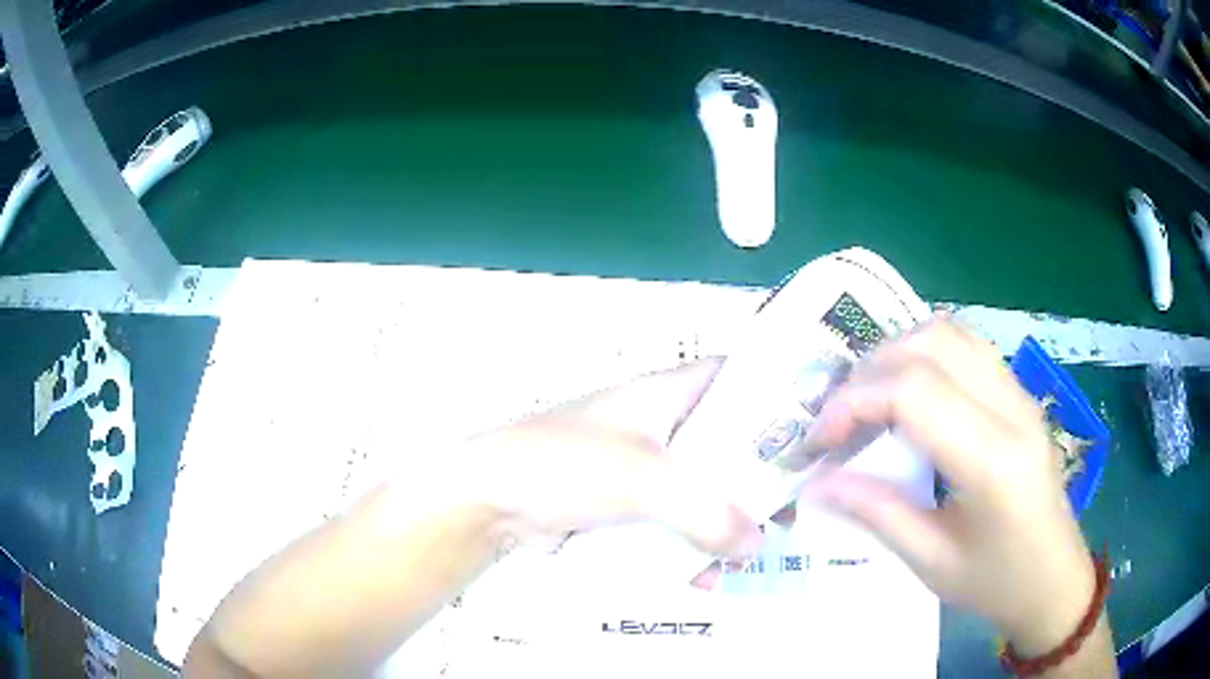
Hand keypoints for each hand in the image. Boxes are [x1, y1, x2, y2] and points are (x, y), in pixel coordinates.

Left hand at [465, 358, 762, 558]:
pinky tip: (705, 576)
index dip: (773, 393)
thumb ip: (706, 511)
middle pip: (727, 443)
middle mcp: (661, 426)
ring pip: (704, 489)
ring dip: (727, 521)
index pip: (733, 376)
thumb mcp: (643, 478)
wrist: (489, 501)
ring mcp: (644, 470)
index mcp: (666, 394)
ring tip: (752, 553)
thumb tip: (755, 544)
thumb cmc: (563, 463)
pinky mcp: (627, 507)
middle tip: (790, 510)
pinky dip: (693, 545)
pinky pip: (675, 522)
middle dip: (758, 478)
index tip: (812, 428)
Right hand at [801, 321, 1096, 654]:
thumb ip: (876, 513)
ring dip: (897, 354)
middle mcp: (1013, 410)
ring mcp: (1021, 393)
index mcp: (994, 462)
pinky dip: (924, 356)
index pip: (915, 392)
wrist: (1055, 578)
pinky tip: (908, 396)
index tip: (819, 442)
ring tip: (866, 401)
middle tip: (837, 419)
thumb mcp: (932, 563)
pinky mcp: (1020, 393)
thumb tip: (815, 482)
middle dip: (869, 371)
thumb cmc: (996, 583)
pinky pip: (967, 348)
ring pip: (950, 333)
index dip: (854, 403)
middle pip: (931, 344)